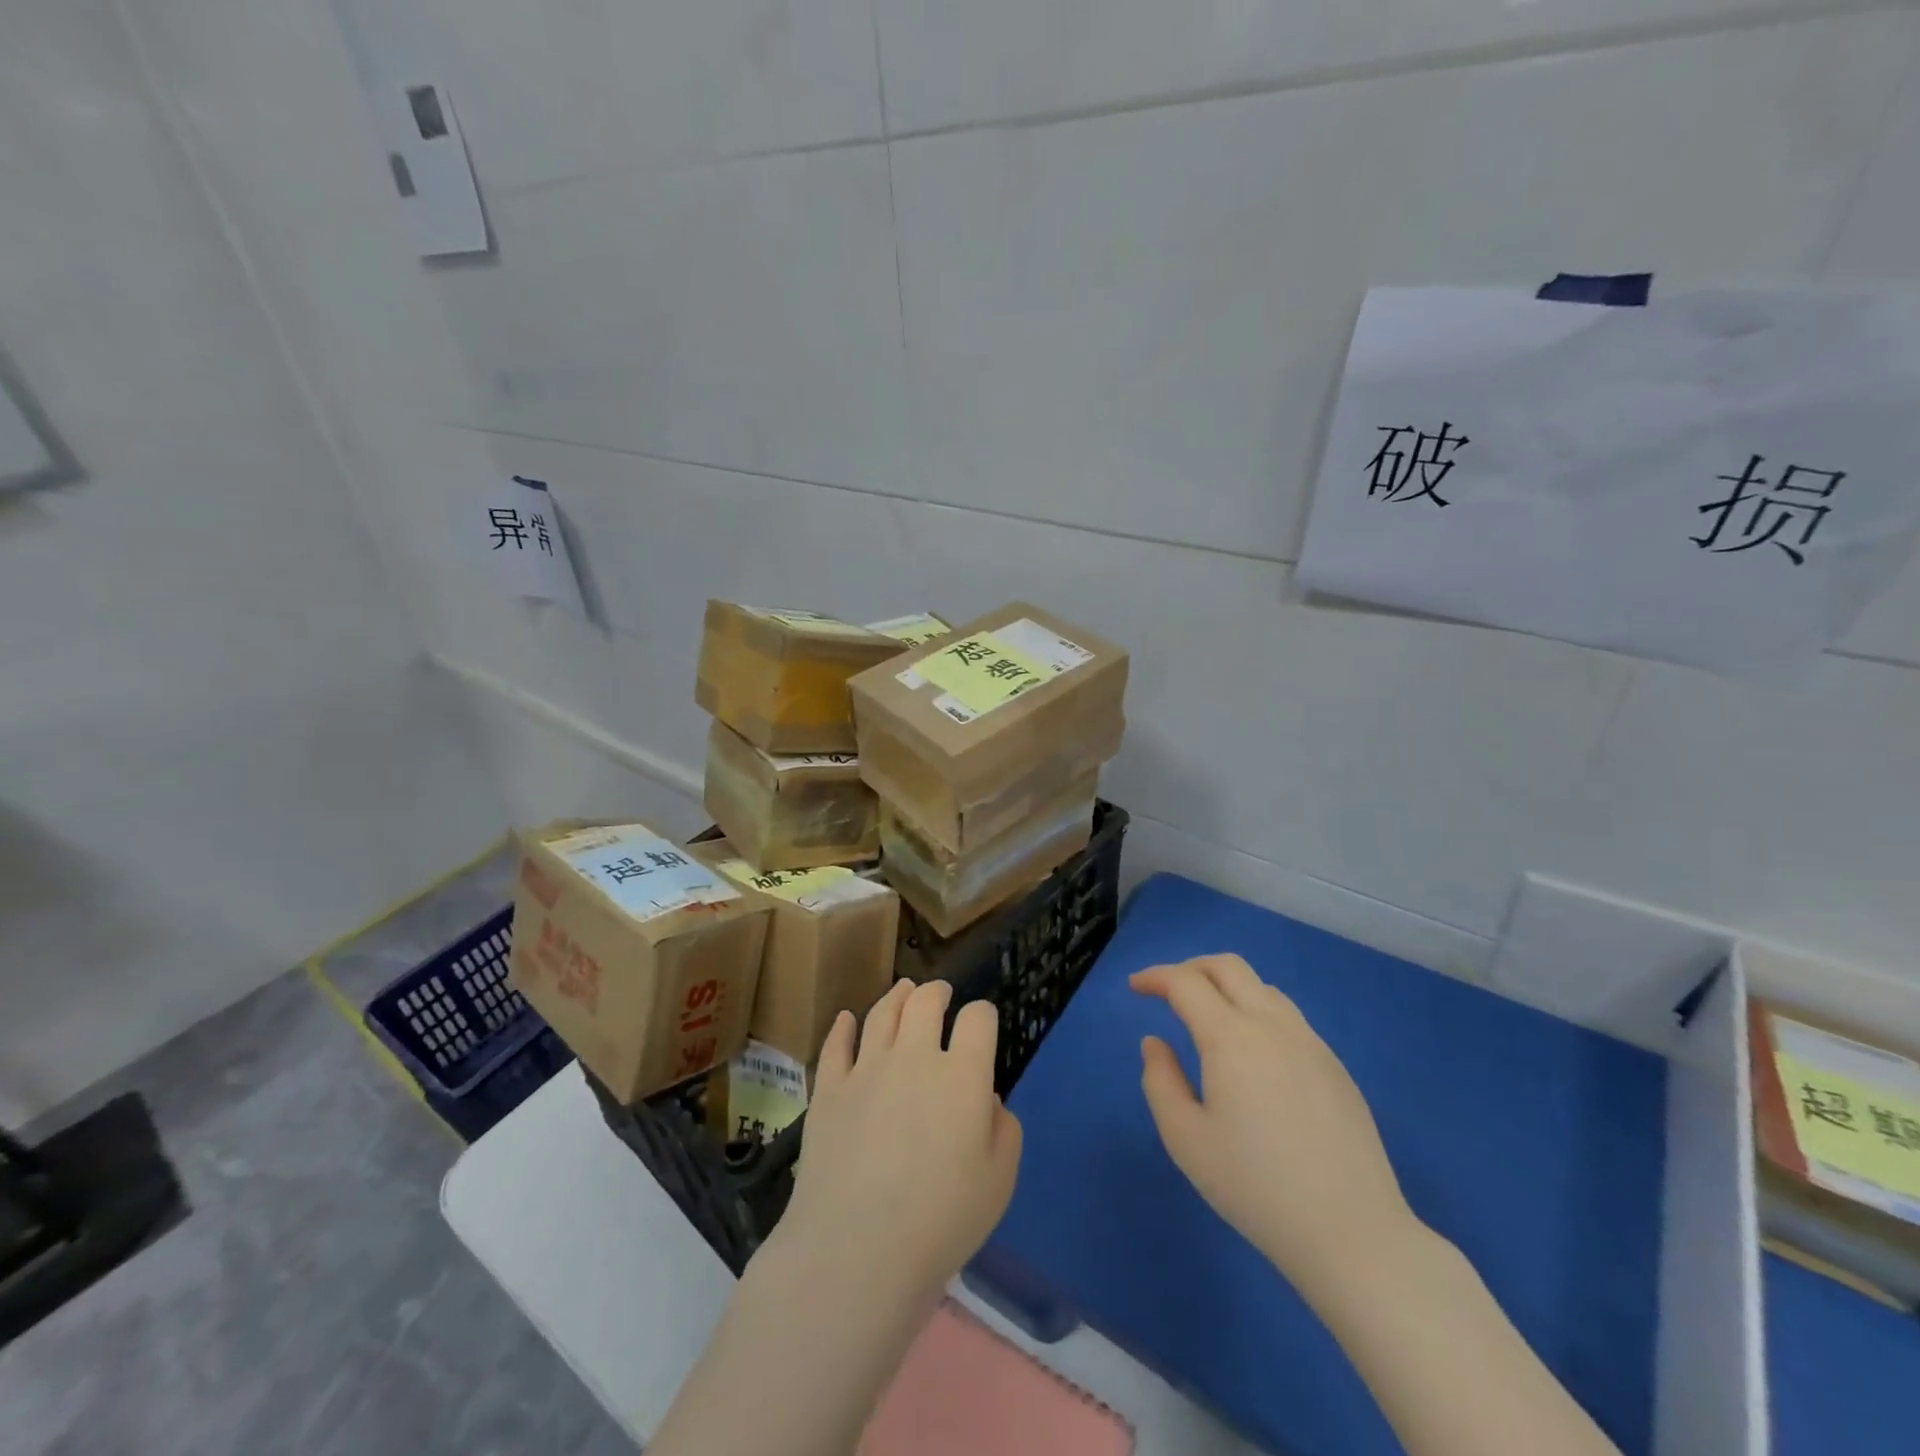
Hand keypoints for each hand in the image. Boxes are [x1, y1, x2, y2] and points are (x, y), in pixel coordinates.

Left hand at [772, 979, 1023, 1308]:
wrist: (857, 1247)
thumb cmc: (941, 1220)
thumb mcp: (999, 1182)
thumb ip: (1004, 1130)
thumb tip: (985, 1099)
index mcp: (962, 1075)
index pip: (978, 1019)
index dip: (983, 1015)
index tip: (982, 1024)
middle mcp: (915, 1057)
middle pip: (926, 1002)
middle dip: (938, 992)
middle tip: (941, 993)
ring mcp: (866, 1068)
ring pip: (882, 1012)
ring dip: (897, 995)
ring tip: (904, 990)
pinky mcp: (829, 1088)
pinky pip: (836, 1044)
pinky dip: (843, 1027)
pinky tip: (846, 1020)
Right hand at [1132, 955, 1416, 1298]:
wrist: (1351, 1232)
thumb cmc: (1256, 1187)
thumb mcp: (1185, 1139)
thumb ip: (1159, 1081)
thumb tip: (1155, 1042)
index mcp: (1231, 1037)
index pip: (1185, 982)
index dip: (1155, 977)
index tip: (1135, 988)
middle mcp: (1272, 1025)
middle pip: (1227, 966)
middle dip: (1190, 968)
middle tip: (1167, 991)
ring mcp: (1310, 1042)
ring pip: (1261, 987)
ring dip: (1226, 987)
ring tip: (1208, 1018)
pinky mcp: (1334, 1065)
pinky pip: (1288, 1017)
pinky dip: (1256, 1012)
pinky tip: (1252, 1054)